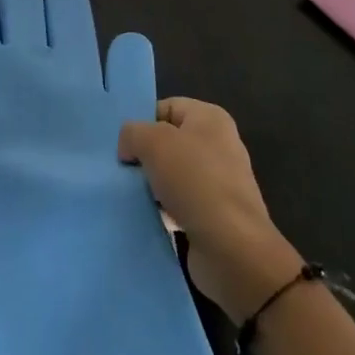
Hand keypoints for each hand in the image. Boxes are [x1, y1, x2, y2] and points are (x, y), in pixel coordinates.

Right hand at [118, 98, 303, 323]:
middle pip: (168, 142)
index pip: (166, 107)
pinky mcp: (215, 214)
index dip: (142, 123)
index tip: (123, 146)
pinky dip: (164, 209)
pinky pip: (180, 203)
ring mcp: (219, 181)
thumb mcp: (153, 142)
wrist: (231, 247)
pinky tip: (149, 217)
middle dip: (144, 155)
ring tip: (132, 195)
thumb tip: (129, 148)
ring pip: (172, 174)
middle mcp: (219, 145)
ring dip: (152, 185)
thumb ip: (132, 133)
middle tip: (123, 170)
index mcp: (210, 118)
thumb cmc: (194, 181)